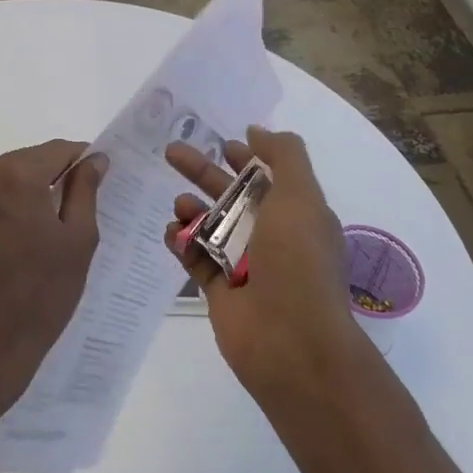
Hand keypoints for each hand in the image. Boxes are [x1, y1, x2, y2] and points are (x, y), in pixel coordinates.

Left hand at [0, 139, 106, 428]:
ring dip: (29, 194)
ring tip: (49, 229)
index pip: (58, 150)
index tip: (100, 180)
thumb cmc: (39, 295)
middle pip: (29, 161)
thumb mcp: (77, 240)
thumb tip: (94, 159)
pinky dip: (6, 209)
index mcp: (14, 174)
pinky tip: (20, 241)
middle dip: (54, 178)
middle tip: (77, 210)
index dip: (83, 160)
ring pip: (7, 179)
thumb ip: (85, 190)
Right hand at [165, 126, 363, 399]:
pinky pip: (194, 257)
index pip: (268, 177)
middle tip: (171, 152)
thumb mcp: (301, 196)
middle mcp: (272, 237)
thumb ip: (284, 155)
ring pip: (210, 225)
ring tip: (179, 204)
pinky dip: (181, 242)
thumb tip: (257, 132)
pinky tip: (171, 232)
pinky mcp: (219, 290)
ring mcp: (244, 264)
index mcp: (297, 215)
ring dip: (191, 208)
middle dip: (203, 172)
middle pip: (231, 194)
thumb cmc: (298, 260)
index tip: (221, 143)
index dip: (246, 157)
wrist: (291, 341)